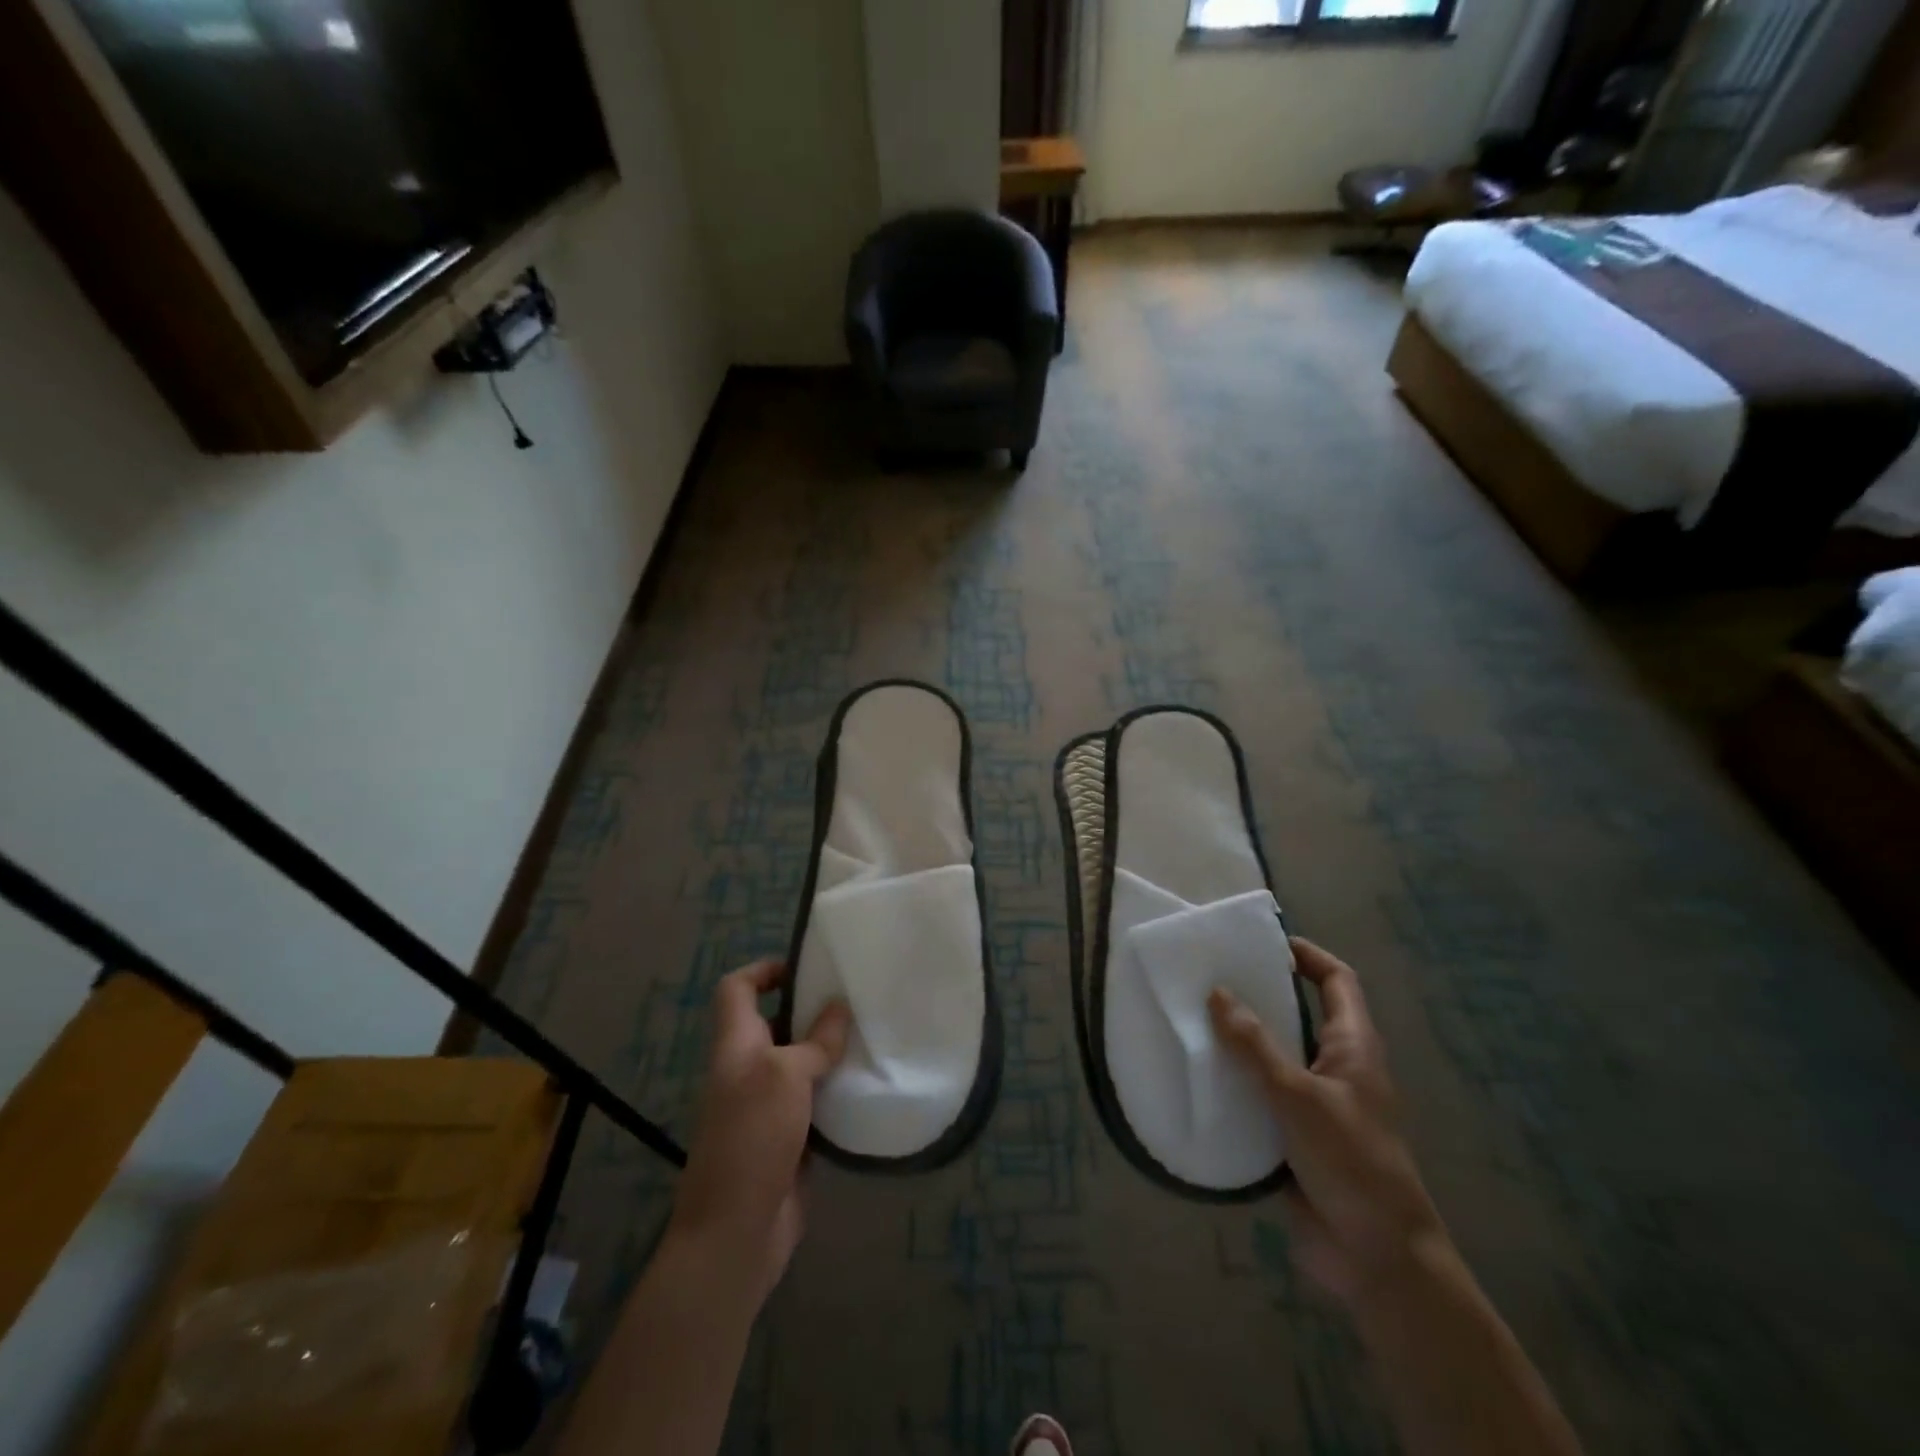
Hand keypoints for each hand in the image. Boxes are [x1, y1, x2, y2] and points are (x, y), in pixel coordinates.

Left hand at [668, 959, 850, 1303]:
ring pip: (800, 1061)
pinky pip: (816, 1098)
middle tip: (856, 995)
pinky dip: (837, 1088)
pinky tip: (869, 1081)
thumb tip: (839, 1008)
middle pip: (775, 1022)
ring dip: (830, 1049)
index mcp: (736, 1045)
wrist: (736, 1231)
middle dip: (811, 1007)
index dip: (764, 970)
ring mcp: (768, 1104)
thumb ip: (814, 1041)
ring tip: (872, 1031)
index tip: (806, 967)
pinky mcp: (790, 1135)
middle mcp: (749, 1068)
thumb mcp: (784, 1076)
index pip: (737, 989)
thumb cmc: (752, 1137)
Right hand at [1210, 939, 1447, 1308]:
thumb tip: (1218, 992)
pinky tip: (1198, 1078)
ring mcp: (1316, 1104)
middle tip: (1210, 977)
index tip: (1264, 943)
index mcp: (1353, 1047)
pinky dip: (1234, 1083)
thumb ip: (1254, 1045)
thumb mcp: (1298, 1096)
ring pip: (1275, 1056)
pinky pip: (1260, 1096)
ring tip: (1193, 1019)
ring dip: (1240, 1040)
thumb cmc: (1351, 1162)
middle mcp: (1336, 1068)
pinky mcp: (1294, 1137)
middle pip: (1300, 1015)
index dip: (1307, 956)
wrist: (1377, 1258)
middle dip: (1259, 995)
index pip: (1338, 982)